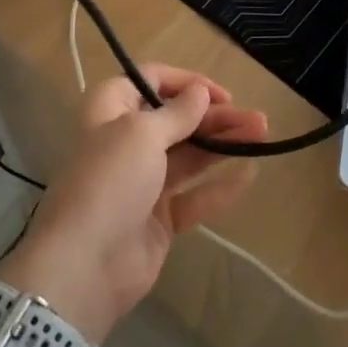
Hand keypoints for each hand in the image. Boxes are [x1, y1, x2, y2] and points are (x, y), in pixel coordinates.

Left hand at [0, 65, 269, 343]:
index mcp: (111, 110)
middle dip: (216, 116)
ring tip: (262, 135)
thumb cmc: (110, 181)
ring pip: (190, 155)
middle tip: (257, 119)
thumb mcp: (142, 134)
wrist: (84, 266)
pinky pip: (194, 195)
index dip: (186, 82)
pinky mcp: (159, 218)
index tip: (219, 94)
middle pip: (177, 119)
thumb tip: (199, 91)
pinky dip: (219, 185)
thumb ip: (177, 113)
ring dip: (224, 144)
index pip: (150, 80)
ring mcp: (143, 181)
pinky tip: (249, 173)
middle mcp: (126, 140)